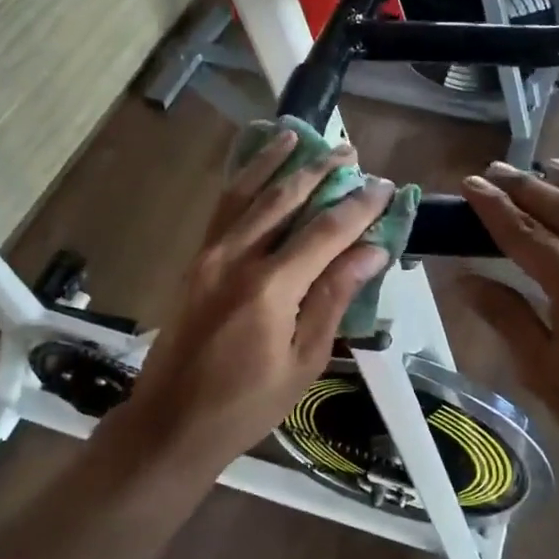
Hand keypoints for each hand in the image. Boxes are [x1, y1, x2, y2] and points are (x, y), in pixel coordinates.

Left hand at [117, 130, 394, 473]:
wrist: (172, 423)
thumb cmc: (247, 404)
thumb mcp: (305, 359)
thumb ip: (335, 298)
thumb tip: (372, 252)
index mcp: (270, 287)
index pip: (326, 231)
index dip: (359, 206)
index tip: (386, 186)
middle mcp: (236, 257)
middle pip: (283, 198)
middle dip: (319, 170)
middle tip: (349, 151)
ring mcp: (209, 256)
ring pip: (245, 193)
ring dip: (274, 162)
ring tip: (298, 136)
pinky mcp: (195, 263)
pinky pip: (221, 210)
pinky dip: (241, 182)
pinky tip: (254, 169)